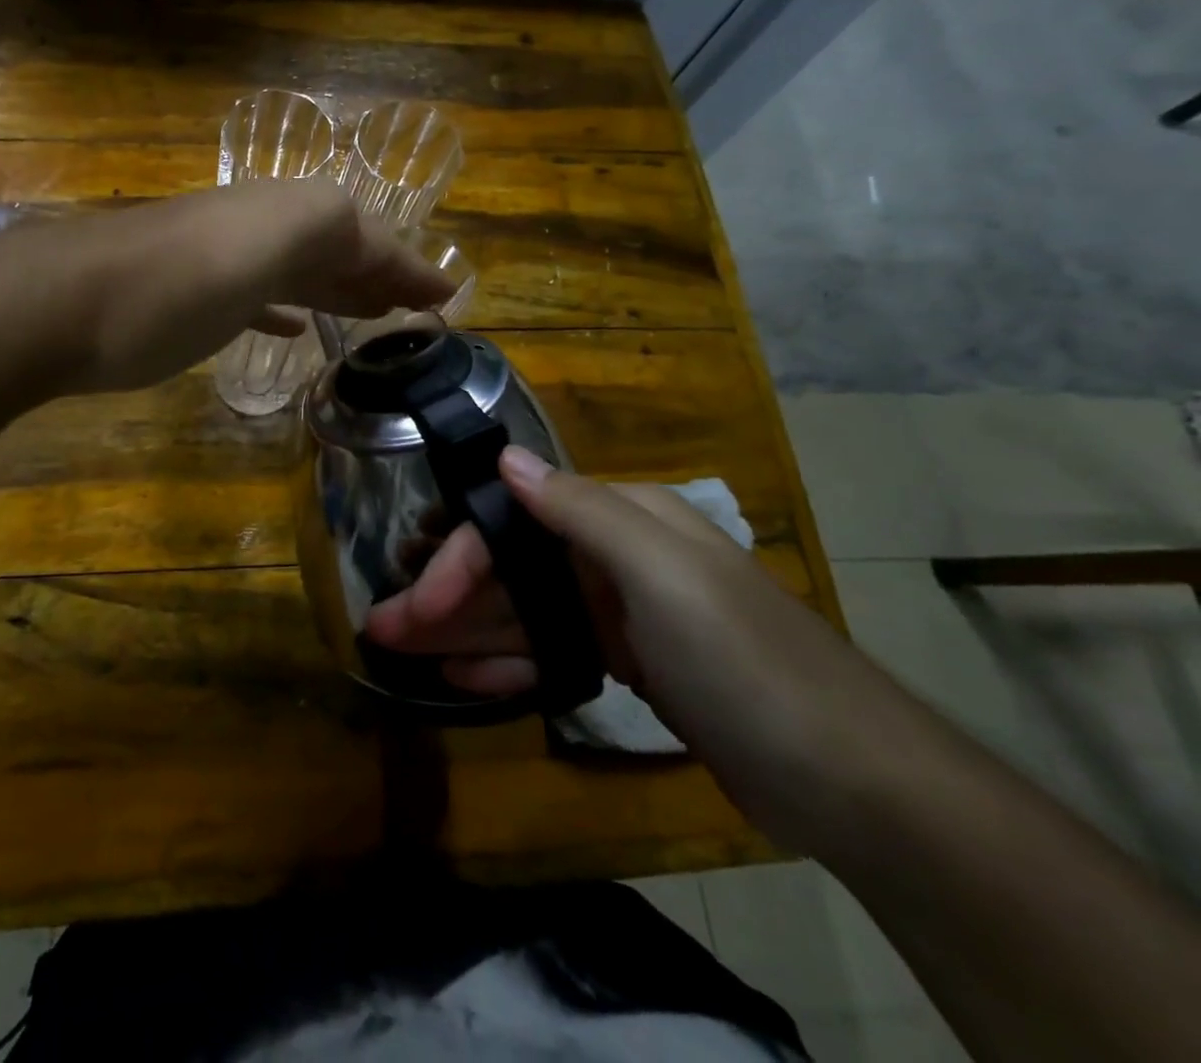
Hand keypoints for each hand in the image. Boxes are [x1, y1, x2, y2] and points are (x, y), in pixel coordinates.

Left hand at [60, 181, 454, 392]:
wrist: (61, 306)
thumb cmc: (175, 283)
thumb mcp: (267, 242)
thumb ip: (331, 233)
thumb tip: (379, 256)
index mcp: (286, 213)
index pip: (368, 236)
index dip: (409, 267)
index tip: (448, 300)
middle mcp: (257, 230)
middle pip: (334, 250)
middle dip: (379, 275)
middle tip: (418, 310)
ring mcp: (219, 265)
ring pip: (296, 273)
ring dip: (338, 291)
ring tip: (375, 318)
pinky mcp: (187, 300)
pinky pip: (255, 300)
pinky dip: (285, 311)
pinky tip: (297, 330)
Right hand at [365, 448, 901, 844]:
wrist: (854, 783)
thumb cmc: (746, 662)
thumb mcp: (663, 576)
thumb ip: (580, 512)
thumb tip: (506, 457)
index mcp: (621, 521)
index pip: (515, 525)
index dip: (459, 560)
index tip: (417, 603)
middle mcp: (613, 556)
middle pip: (511, 568)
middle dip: (447, 597)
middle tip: (385, 631)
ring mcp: (620, 613)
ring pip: (523, 612)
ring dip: (464, 632)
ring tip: (406, 655)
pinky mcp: (629, 664)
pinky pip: (550, 652)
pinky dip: (508, 662)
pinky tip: (463, 677)